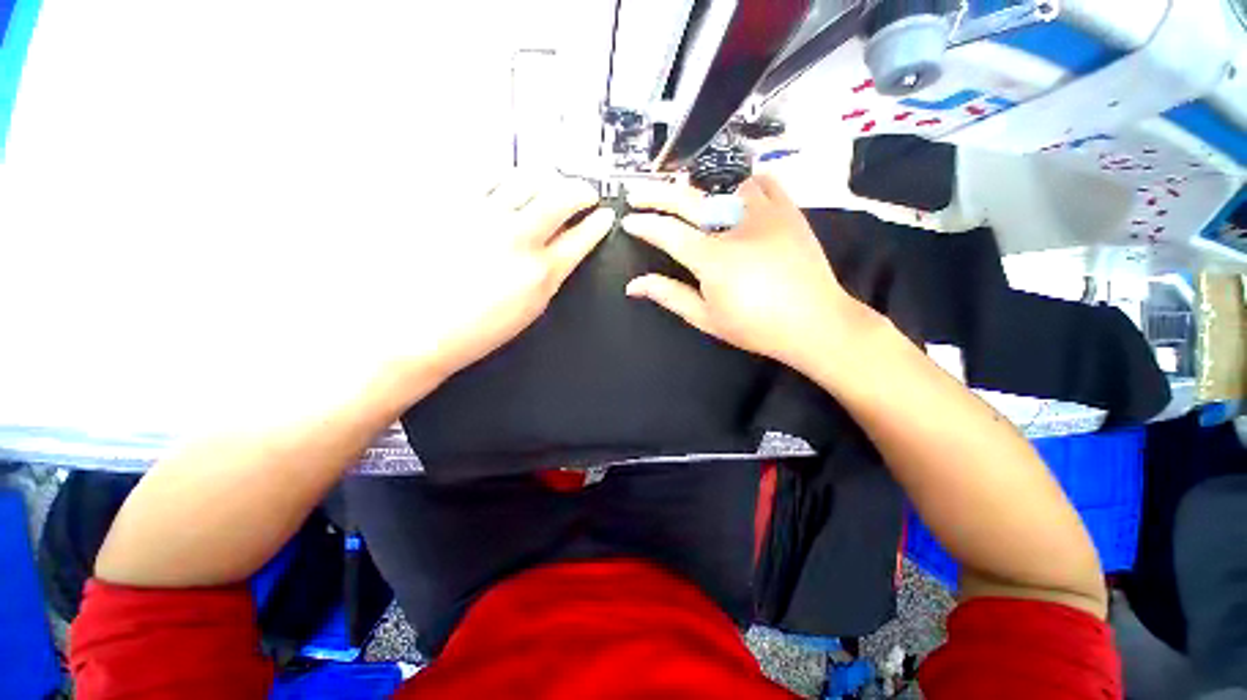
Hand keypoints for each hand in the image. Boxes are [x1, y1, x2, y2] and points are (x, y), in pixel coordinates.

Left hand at [391, 172, 614, 385]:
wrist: (415, 329)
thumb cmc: (473, 331)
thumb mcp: (528, 310)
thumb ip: (549, 276)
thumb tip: (561, 250)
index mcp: (541, 274)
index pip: (582, 238)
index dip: (598, 224)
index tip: (604, 215)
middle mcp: (518, 239)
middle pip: (561, 198)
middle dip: (581, 192)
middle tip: (585, 193)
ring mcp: (484, 217)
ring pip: (528, 179)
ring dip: (546, 180)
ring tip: (548, 185)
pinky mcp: (452, 205)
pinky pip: (488, 175)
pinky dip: (507, 176)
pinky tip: (509, 183)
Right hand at [622, 175, 876, 370]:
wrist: (815, 322)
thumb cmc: (756, 327)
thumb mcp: (706, 317)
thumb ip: (669, 295)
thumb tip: (633, 285)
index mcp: (712, 258)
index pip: (667, 232)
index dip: (643, 224)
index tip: (628, 220)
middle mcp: (734, 227)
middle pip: (687, 200)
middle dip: (655, 194)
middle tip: (636, 193)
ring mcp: (765, 214)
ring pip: (723, 186)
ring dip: (700, 191)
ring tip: (689, 202)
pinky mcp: (789, 212)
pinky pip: (762, 183)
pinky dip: (744, 185)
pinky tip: (736, 196)